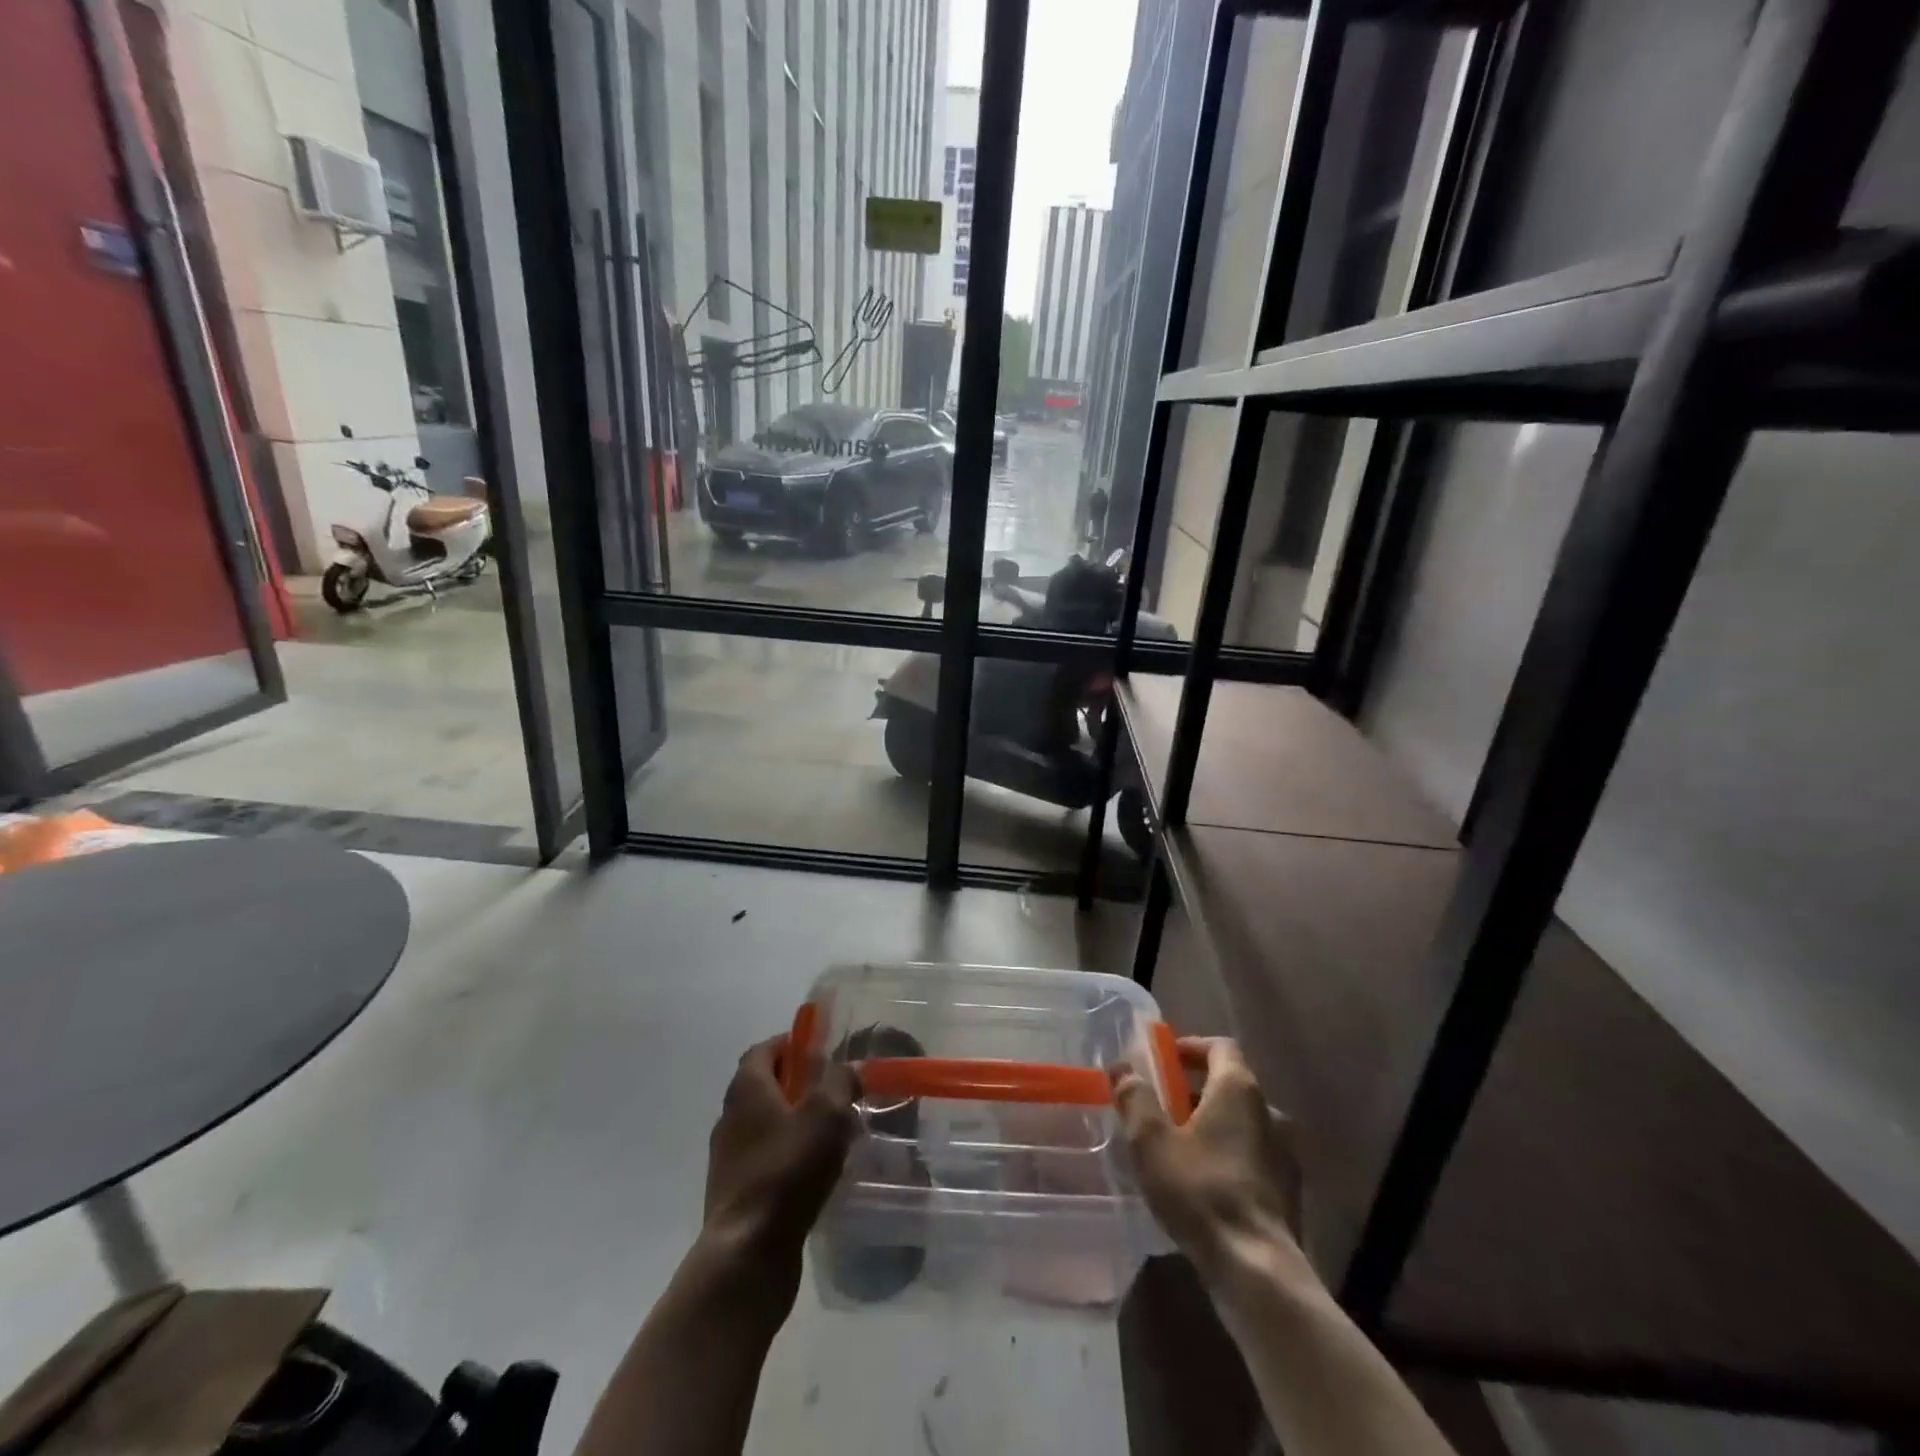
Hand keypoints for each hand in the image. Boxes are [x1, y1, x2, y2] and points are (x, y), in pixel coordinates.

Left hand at [701, 1036, 859, 1281]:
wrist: (747, 1253)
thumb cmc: (787, 1170)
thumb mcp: (827, 1114)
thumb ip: (840, 1081)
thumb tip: (848, 1067)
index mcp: (746, 1088)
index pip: (764, 1049)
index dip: (791, 1044)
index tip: (821, 1049)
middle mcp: (730, 1117)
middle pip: (764, 1086)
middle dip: (798, 1084)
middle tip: (835, 1091)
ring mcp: (729, 1158)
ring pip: (766, 1125)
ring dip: (795, 1122)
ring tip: (832, 1133)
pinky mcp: (735, 1193)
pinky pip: (766, 1159)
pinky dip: (789, 1156)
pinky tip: (816, 1172)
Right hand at [1111, 1037, 1305, 1288]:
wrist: (1257, 1270)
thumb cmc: (1200, 1191)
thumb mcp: (1150, 1141)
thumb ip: (1135, 1098)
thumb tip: (1122, 1068)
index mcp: (1239, 1089)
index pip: (1220, 1046)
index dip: (1191, 1048)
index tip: (1164, 1061)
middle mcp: (1270, 1111)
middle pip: (1230, 1084)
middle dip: (1194, 1091)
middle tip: (1161, 1108)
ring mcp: (1286, 1153)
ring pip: (1242, 1123)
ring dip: (1212, 1126)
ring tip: (1178, 1149)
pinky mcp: (1290, 1191)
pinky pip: (1253, 1156)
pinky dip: (1228, 1156)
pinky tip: (1204, 1185)